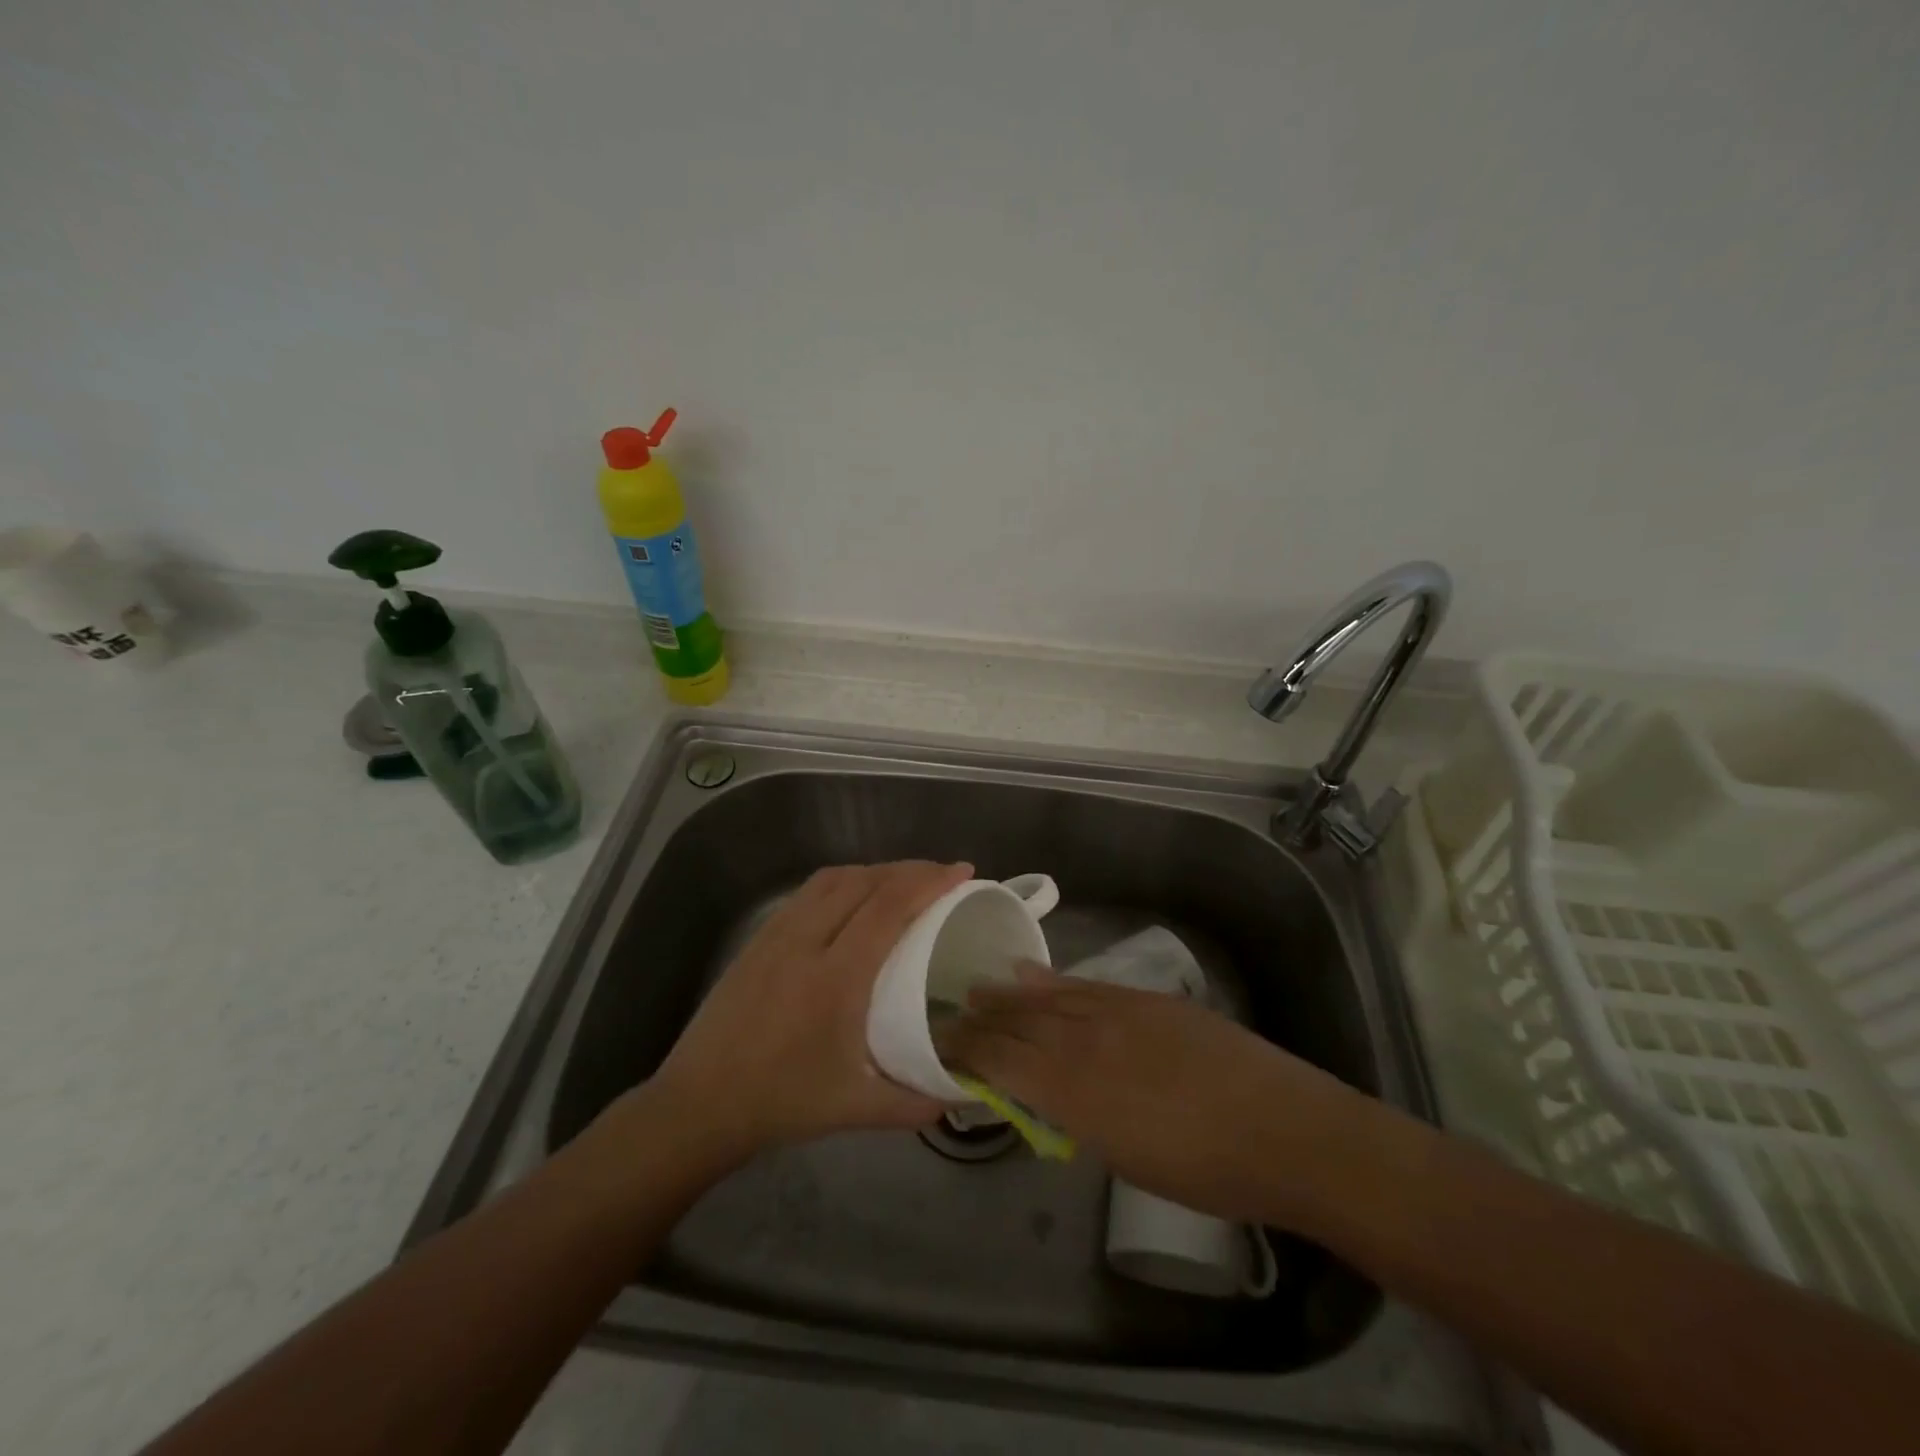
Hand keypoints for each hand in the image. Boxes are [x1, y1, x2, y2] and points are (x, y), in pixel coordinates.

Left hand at [647, 860, 972, 1158]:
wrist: (699, 1103)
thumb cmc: (781, 1102)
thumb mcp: (854, 1109)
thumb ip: (914, 1103)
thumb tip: (962, 1094)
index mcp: (836, 978)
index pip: (888, 908)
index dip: (929, 882)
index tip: (962, 872)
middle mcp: (806, 942)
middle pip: (865, 882)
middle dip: (910, 869)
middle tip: (944, 875)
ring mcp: (777, 934)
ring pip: (834, 879)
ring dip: (876, 870)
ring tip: (904, 881)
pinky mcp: (759, 937)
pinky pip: (809, 891)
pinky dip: (843, 881)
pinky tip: (854, 897)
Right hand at [936, 973, 1380, 1231]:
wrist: (1283, 1129)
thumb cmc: (1205, 1169)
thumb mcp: (1126, 1156)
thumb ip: (1078, 1116)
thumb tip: (1048, 1093)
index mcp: (1073, 1090)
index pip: (1002, 1062)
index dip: (967, 1051)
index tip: (940, 1044)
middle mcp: (1084, 1042)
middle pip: (1017, 1024)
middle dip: (979, 1020)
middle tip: (947, 1013)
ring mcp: (1116, 1012)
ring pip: (1046, 998)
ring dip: (1008, 995)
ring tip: (977, 988)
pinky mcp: (1145, 999)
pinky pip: (1084, 986)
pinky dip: (1051, 981)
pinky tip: (1031, 973)